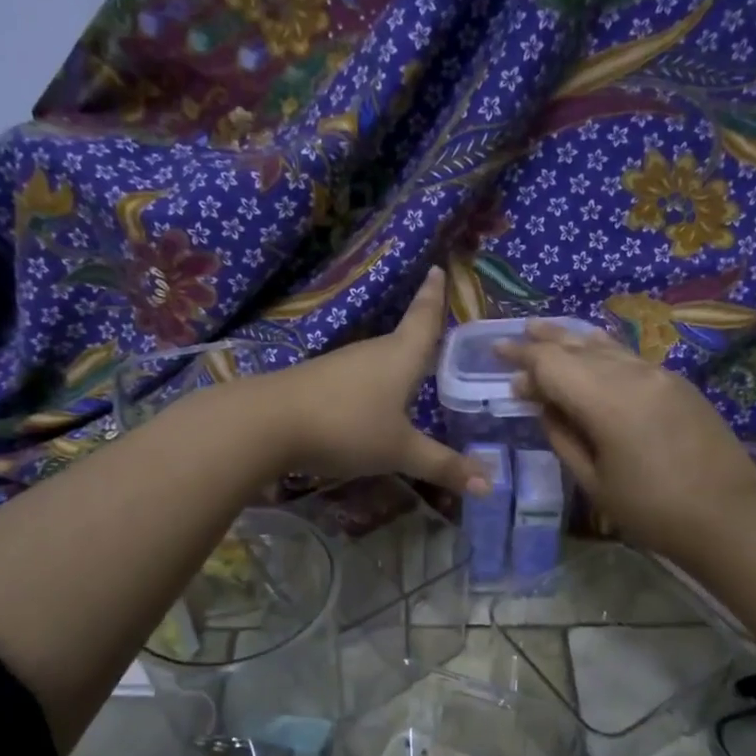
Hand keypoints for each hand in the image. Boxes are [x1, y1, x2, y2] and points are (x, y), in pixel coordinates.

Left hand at [259, 267, 486, 496]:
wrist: (267, 424)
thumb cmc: (346, 427)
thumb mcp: (399, 451)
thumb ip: (441, 465)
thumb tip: (489, 485)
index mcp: (400, 356)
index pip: (424, 318)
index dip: (434, 296)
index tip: (437, 269)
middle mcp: (372, 352)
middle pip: (402, 338)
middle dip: (420, 334)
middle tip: (438, 331)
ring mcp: (340, 365)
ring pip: (378, 360)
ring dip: (395, 364)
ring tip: (412, 371)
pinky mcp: (318, 382)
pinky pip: (357, 379)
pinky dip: (372, 386)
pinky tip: (371, 403)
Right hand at [496, 321, 755, 557]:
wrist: (729, 516)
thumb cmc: (652, 510)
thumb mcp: (594, 483)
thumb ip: (563, 437)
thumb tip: (544, 406)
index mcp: (607, 402)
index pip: (552, 364)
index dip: (522, 359)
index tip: (498, 356)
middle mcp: (633, 375)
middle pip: (577, 347)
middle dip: (542, 342)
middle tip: (512, 338)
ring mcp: (660, 374)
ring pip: (605, 346)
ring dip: (571, 339)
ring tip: (544, 330)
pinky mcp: (678, 382)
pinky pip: (628, 356)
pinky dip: (601, 350)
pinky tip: (591, 348)